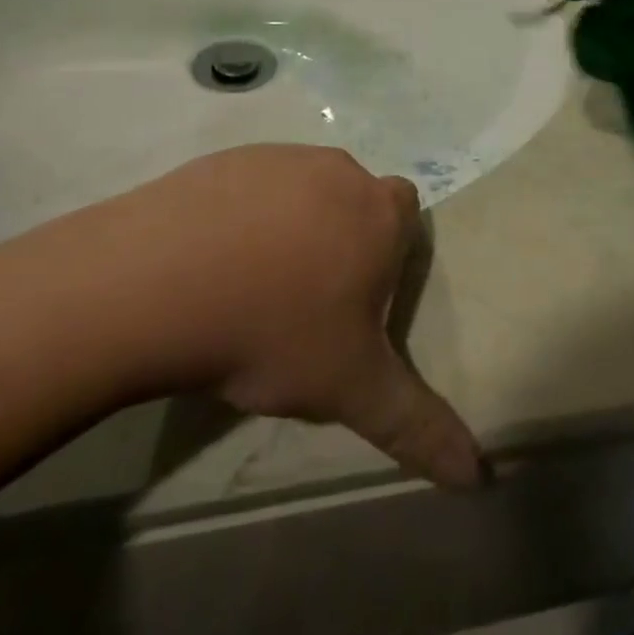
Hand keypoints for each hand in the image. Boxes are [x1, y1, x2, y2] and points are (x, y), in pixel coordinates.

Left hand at [31, 146, 483, 488]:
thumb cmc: (272, 331)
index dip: (386, 255)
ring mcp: (277, 158)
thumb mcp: (351, 389)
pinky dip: (239, 217)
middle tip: (302, 301)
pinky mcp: (222, 159)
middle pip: (353, 202)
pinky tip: (207, 263)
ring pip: (300, 192)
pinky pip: (247, 187)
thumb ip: (417, 426)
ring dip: (288, 228)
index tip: (354, 299)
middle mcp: (337, 170)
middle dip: (339, 241)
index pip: (406, 217)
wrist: (156, 284)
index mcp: (379, 212)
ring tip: (248, 287)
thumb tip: (478, 476)